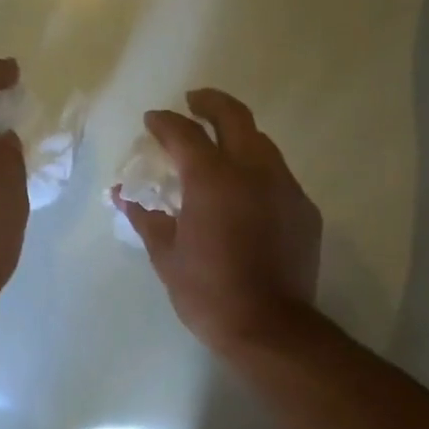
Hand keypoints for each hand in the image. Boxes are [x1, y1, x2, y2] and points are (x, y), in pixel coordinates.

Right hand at [113, 88, 322, 352]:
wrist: (269, 327)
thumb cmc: (208, 294)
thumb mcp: (167, 257)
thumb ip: (147, 219)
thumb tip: (125, 196)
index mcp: (212, 179)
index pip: (184, 134)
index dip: (164, 122)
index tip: (152, 120)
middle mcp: (253, 170)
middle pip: (233, 117)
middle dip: (209, 103)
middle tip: (193, 102)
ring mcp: (285, 187)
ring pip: (261, 144)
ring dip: (238, 137)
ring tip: (221, 148)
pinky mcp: (304, 209)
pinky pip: (279, 177)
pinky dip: (258, 173)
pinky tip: (247, 194)